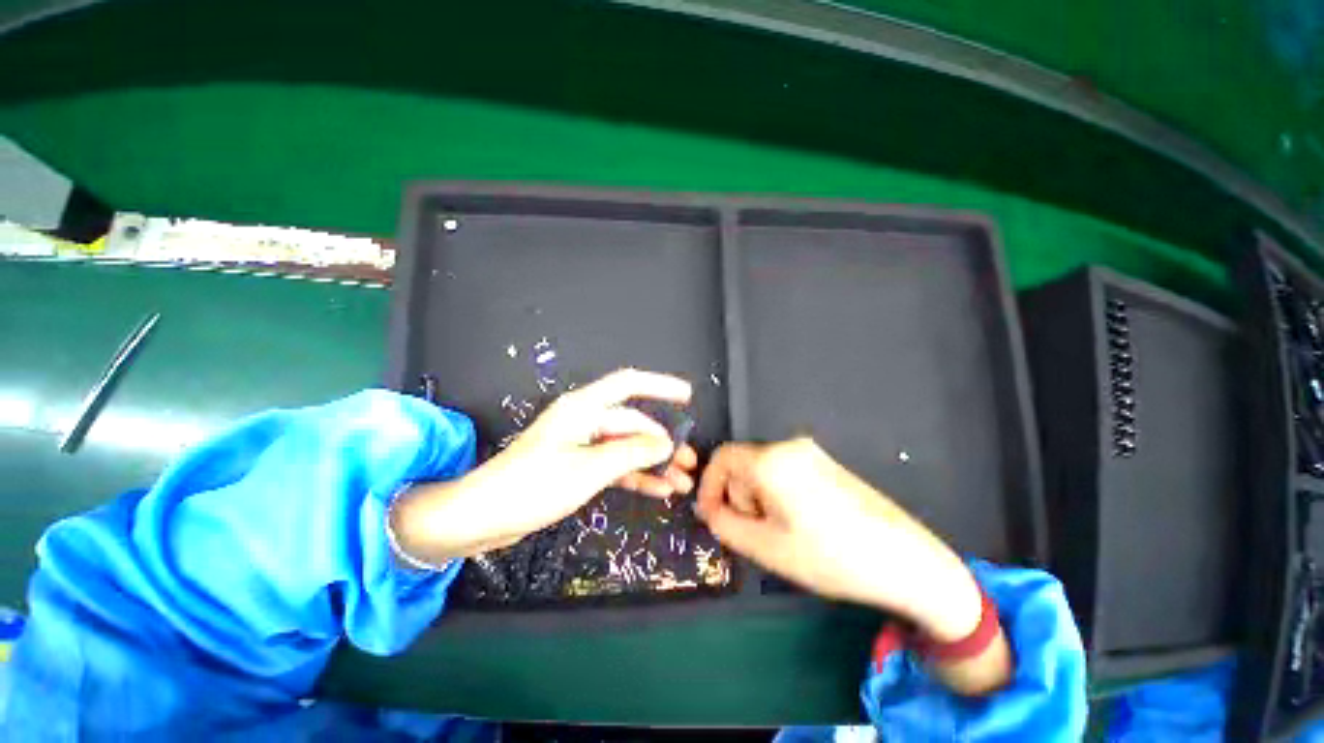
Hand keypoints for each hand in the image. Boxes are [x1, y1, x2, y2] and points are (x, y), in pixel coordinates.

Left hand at [391, 369, 697, 563]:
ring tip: (681, 480)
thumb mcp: (588, 469)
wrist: (482, 517)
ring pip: (627, 446)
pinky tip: (658, 489)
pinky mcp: (578, 465)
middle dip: (662, 441)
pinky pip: (615, 465)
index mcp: (583, 408)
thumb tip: (666, 444)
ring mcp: (582, 443)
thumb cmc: (531, 486)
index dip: (660, 385)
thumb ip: (631, 453)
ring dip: (653, 462)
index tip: (687, 396)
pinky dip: (636, 476)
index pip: (629, 384)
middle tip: (689, 460)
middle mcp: (585, 420)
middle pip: (633, 423)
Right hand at [694, 439, 981, 641]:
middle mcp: (789, 446)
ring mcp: (811, 453)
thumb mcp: (765, 547)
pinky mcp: (826, 464)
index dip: (708, 486)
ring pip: (763, 471)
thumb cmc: (829, 555)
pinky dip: (777, 496)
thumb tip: (708, 510)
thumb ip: (724, 525)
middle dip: (738, 498)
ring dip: (758, 500)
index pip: (721, 458)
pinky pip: (784, 473)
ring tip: (780, 534)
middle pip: (743, 465)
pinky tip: (798, 525)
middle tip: (755, 534)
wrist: (904, 560)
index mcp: (771, 460)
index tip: (711, 516)